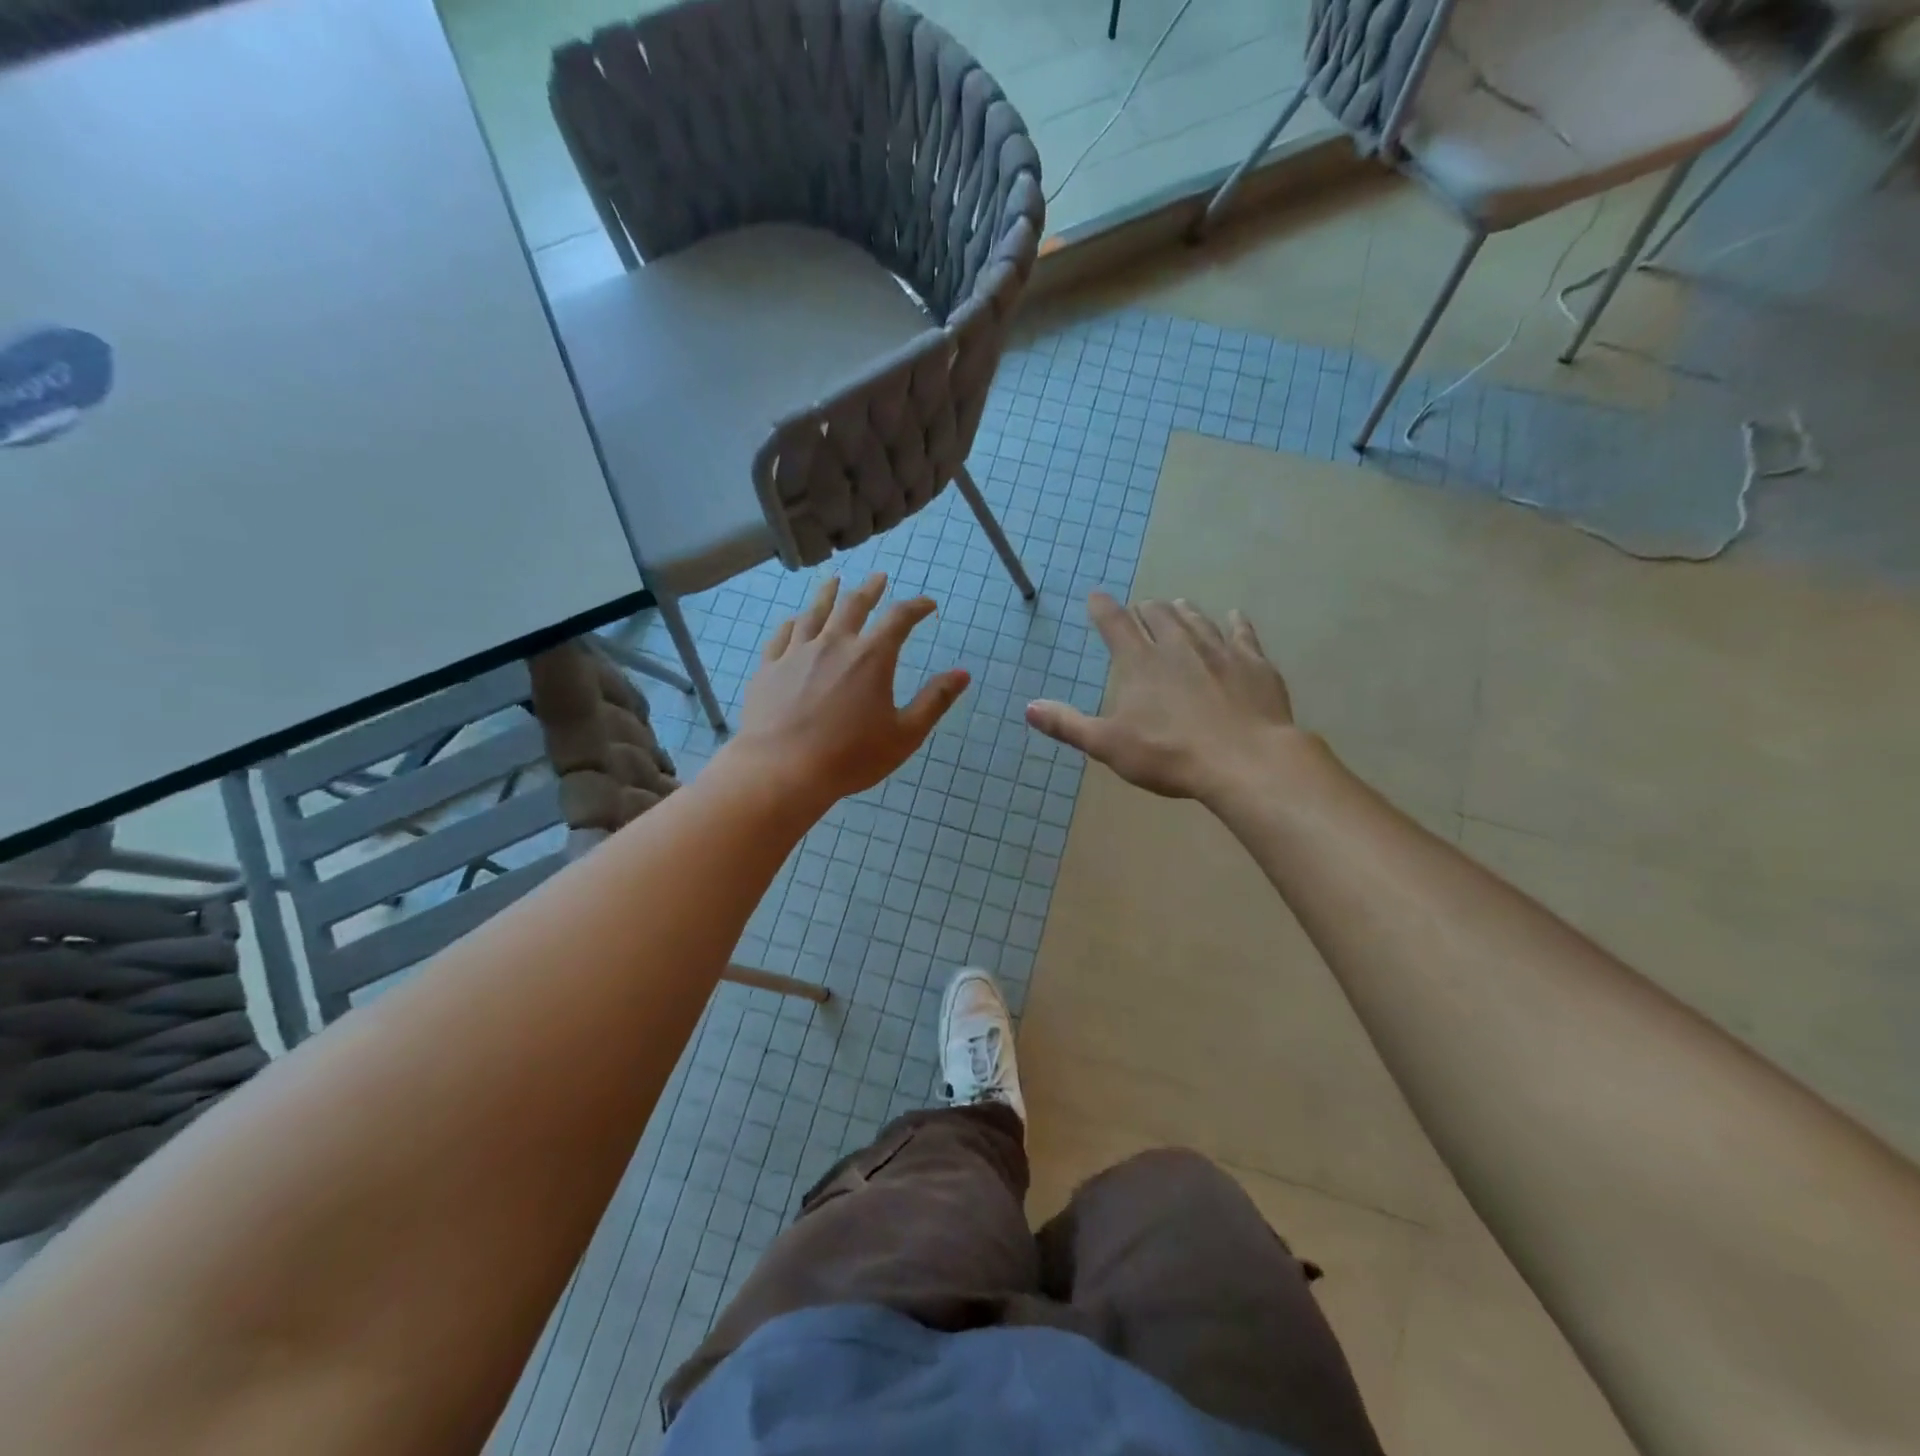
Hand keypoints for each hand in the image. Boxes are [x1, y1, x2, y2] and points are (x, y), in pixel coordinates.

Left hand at [731, 573, 969, 807]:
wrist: (782, 770)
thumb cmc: (850, 757)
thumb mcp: (905, 735)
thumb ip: (935, 701)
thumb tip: (963, 673)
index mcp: (871, 657)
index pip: (899, 618)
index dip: (916, 607)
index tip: (927, 604)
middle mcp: (834, 644)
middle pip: (854, 605)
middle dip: (871, 589)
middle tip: (879, 577)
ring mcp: (797, 653)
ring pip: (814, 613)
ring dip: (828, 594)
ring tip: (834, 582)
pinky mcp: (769, 668)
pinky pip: (782, 635)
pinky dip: (793, 623)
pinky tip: (794, 620)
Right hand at [1026, 593, 1298, 802]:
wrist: (1245, 761)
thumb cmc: (1169, 755)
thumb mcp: (1108, 745)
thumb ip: (1068, 724)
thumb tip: (1029, 708)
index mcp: (1140, 662)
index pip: (1114, 623)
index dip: (1102, 608)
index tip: (1094, 597)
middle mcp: (1178, 645)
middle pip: (1158, 615)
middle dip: (1145, 610)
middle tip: (1140, 611)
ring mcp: (1219, 650)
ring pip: (1196, 619)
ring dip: (1183, 611)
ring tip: (1177, 605)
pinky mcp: (1253, 663)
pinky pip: (1241, 633)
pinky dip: (1235, 623)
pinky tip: (1234, 617)